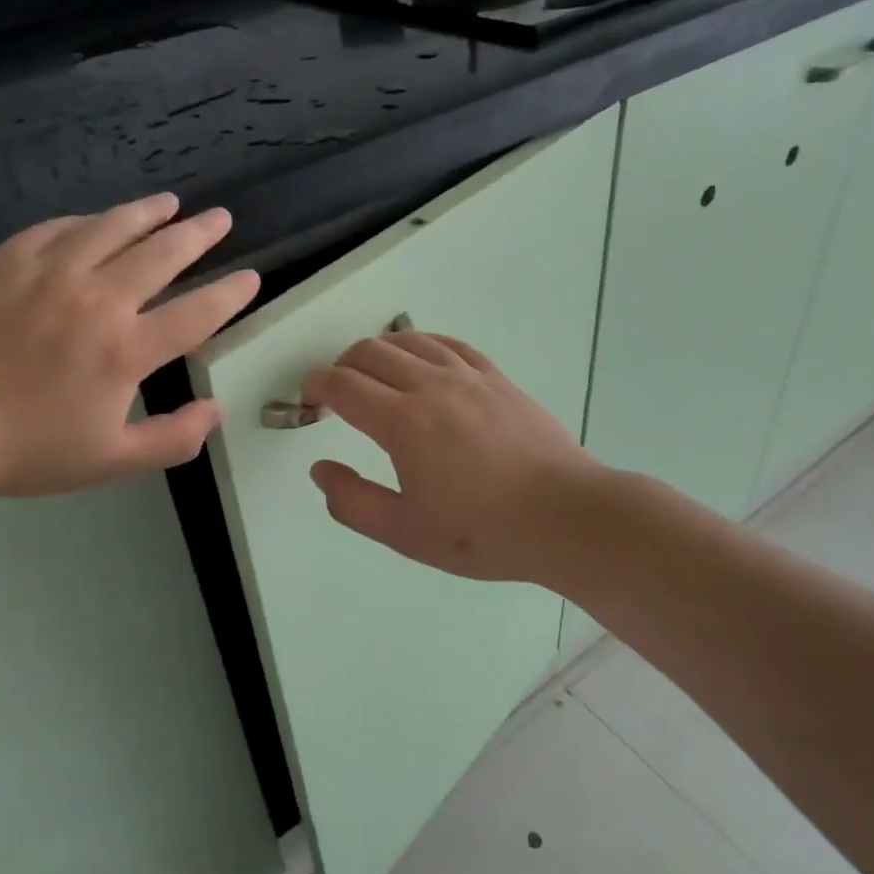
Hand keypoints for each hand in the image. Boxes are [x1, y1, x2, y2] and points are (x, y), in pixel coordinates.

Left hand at [0, 194, 258, 504]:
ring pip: (112, 227)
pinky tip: (96, 220)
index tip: (251, 276)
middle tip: (220, 219)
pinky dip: (87, 221)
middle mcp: (98, 299)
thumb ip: (172, 439)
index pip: (197, 312)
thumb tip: (217, 411)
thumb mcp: (110, 461)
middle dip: (199, 234)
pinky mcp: (8, 260)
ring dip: (148, 212)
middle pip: (162, 254)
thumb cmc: (26, 449)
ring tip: (170, 202)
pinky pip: (58, 228)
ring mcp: (50, 272)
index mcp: (126, 350)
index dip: (231, 293)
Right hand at [301, 331, 605, 582]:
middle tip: (337, 395)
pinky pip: (450, 343)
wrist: (564, 516)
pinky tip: (421, 359)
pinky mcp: (497, 378)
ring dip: (379, 351)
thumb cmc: (482, 532)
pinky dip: (422, 344)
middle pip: (370, 352)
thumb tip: (320, 469)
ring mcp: (468, 376)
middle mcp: (431, 386)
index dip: (315, 387)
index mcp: (402, 422)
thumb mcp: (405, 532)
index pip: (343, 385)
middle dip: (341, 366)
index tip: (309, 401)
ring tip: (374, 375)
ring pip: (409, 340)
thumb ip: (352, 502)